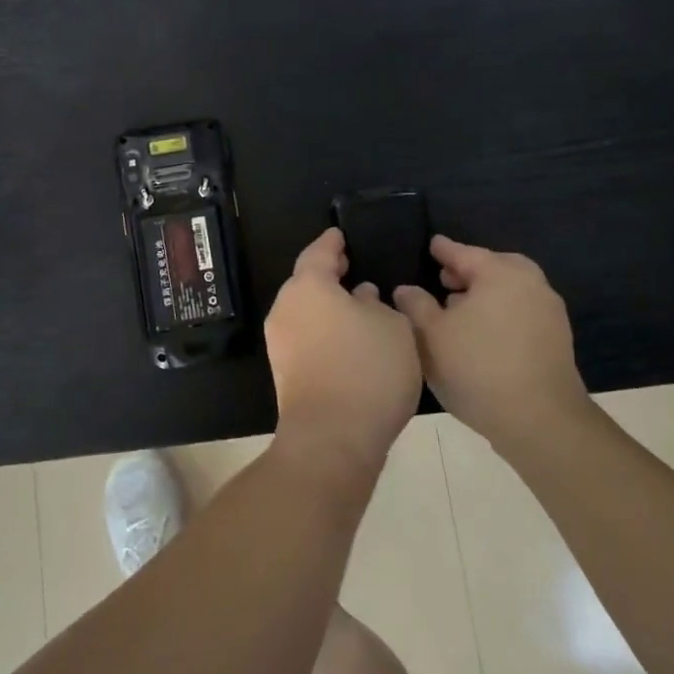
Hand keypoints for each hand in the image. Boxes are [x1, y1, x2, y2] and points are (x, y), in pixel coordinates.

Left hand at [266, 227, 423, 476]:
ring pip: (305, 311)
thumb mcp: (392, 327)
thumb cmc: (367, 369)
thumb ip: (378, 304)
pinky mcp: (285, 372)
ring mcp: (281, 341)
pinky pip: (306, 337)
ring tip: (358, 306)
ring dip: (328, 306)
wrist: (332, 439)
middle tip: (353, 268)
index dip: (332, 242)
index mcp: (308, 285)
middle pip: (306, 282)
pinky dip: (325, 331)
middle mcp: (286, 307)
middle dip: (329, 275)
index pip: (319, 252)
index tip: (341, 234)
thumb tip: (361, 297)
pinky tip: (349, 340)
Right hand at [393, 236, 589, 453]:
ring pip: (510, 290)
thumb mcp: (431, 335)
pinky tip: (482, 334)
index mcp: (500, 273)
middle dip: (469, 271)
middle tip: (445, 279)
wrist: (541, 420)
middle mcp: (530, 284)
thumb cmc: (478, 368)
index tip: (433, 244)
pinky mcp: (557, 340)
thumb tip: (406, 289)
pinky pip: (522, 311)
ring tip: (459, 310)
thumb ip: (416, 305)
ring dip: (485, 293)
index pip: (465, 252)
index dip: (444, 250)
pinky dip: (501, 312)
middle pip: (494, 267)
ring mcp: (549, 312)